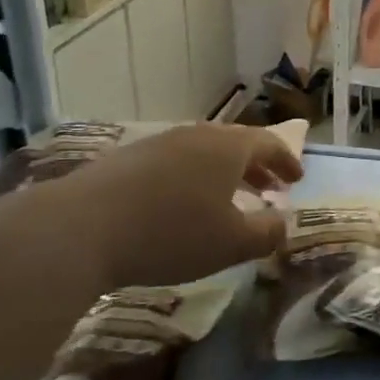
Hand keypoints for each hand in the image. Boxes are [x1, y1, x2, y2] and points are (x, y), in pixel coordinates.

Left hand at [40, 124, 301, 291]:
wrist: (82, 227)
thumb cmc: (171, 234)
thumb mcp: (231, 244)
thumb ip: (267, 233)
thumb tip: (285, 222)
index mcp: (228, 147)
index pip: (269, 144)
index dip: (287, 161)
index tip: (297, 179)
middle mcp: (196, 135)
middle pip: (236, 144)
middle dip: (257, 167)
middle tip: (270, 189)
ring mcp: (159, 143)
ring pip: (204, 152)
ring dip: (224, 173)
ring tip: (228, 198)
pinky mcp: (128, 158)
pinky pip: (176, 162)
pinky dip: (193, 178)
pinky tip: (182, 205)